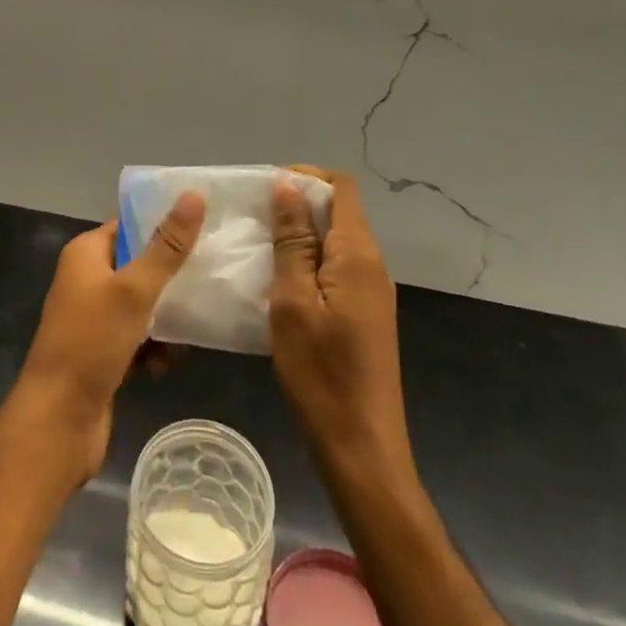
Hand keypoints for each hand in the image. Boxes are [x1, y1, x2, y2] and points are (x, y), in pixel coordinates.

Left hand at [13, 192, 204, 482]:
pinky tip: (170, 362)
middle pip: (138, 265)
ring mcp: (92, 319)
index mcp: (86, 254)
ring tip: (197, 323)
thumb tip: (193, 195)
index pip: (130, 225)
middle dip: (171, 274)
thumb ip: (167, 247)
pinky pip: (136, 338)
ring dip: (166, 317)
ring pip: (141, 305)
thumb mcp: (134, 290)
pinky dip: (153, 347)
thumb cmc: (91, 343)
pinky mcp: (101, 354)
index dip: (163, 224)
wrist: (57, 423)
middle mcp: (86, 280)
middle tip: (211, 274)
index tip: (205, 226)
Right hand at [270, 166, 415, 482]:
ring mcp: (371, 292)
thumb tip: (288, 189)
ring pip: (335, 242)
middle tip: (253, 217)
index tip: (266, 187)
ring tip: (258, 245)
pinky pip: (336, 269)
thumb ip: (292, 242)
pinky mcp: (364, 315)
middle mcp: (372, 265)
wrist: (361, 449)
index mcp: (358, 255)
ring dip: (299, 235)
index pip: (342, 188)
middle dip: (297, 205)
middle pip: (339, 212)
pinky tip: (277, 280)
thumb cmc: (321, 374)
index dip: (306, 177)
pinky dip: (308, 262)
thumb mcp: (293, 302)